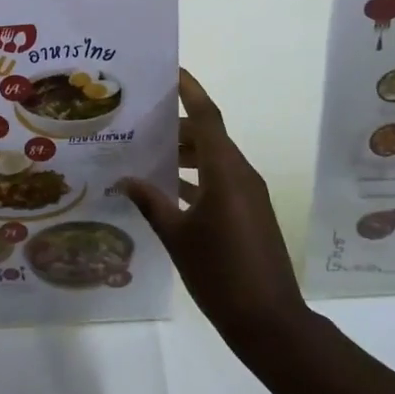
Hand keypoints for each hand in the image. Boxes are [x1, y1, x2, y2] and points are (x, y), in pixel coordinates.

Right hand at [120, 70, 309, 356]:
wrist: (271, 324)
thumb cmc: (221, 275)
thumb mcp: (177, 237)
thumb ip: (150, 202)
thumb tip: (123, 179)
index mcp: (225, 172)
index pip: (207, 116)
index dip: (190, 90)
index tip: (171, 69)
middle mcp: (240, 174)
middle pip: (208, 135)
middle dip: (177, 125)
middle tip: (141, 119)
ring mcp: (248, 195)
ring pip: (214, 158)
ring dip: (185, 152)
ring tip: (147, 151)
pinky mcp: (250, 213)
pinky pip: (220, 179)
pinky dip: (196, 176)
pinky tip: (167, 189)